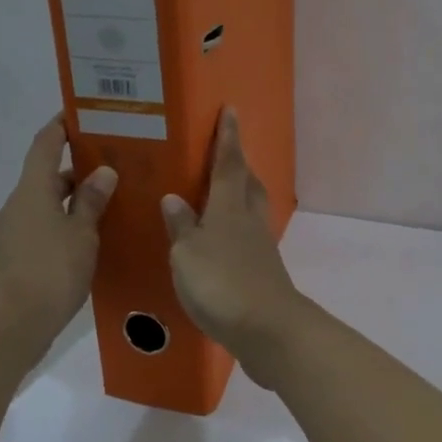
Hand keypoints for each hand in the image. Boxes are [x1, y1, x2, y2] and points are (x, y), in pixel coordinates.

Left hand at [0, 115, 117, 350]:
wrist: (8, 325)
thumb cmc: (50, 271)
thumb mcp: (81, 234)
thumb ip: (91, 202)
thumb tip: (102, 172)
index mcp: (31, 191)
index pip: (44, 145)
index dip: (60, 127)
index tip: (78, 114)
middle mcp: (15, 206)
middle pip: (45, 179)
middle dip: (74, 174)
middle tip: (110, 172)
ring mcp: (7, 235)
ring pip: (42, 209)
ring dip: (68, 206)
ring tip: (104, 213)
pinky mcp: (8, 261)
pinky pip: (37, 234)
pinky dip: (59, 231)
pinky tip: (83, 248)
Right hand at [161, 107, 304, 381]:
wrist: (267, 330)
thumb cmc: (221, 284)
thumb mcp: (187, 254)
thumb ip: (181, 227)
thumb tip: (174, 198)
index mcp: (229, 208)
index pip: (228, 164)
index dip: (228, 138)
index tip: (231, 111)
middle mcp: (248, 221)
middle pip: (247, 184)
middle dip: (238, 164)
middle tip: (225, 152)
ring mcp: (260, 248)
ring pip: (250, 210)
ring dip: (239, 196)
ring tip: (219, 194)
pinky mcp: (263, 273)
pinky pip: (247, 239)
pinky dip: (235, 231)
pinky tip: (220, 242)